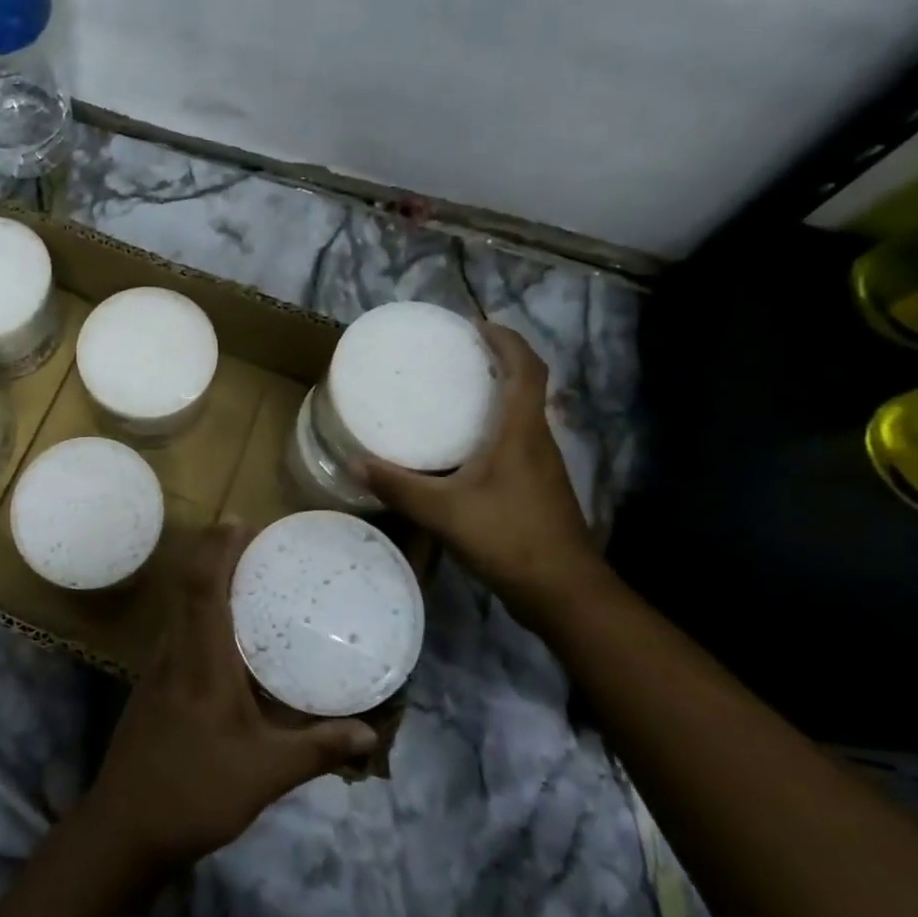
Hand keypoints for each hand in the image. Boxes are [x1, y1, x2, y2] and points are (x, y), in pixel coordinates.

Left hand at [81, 522, 377, 872]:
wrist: (127, 827)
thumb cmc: (197, 792)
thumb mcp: (266, 773)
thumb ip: (318, 749)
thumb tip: (370, 734)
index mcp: (201, 661)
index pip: (203, 586)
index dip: (219, 548)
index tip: (242, 523)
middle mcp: (175, 652)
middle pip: (187, 585)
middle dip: (214, 553)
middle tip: (253, 542)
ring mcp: (158, 668)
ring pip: (179, 606)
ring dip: (205, 581)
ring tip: (245, 578)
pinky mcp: (153, 685)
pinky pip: (178, 630)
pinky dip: (200, 612)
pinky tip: (226, 635)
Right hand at [360, 319, 606, 607]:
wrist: (562, 591)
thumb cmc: (508, 537)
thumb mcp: (443, 511)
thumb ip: (398, 486)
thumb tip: (354, 463)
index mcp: (522, 431)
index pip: (526, 368)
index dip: (506, 340)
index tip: (475, 325)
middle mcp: (538, 439)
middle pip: (527, 385)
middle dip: (498, 361)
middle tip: (455, 355)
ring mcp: (542, 465)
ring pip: (523, 414)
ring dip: (497, 394)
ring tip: (454, 393)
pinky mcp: (538, 487)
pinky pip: (518, 440)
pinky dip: (495, 427)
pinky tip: (464, 448)